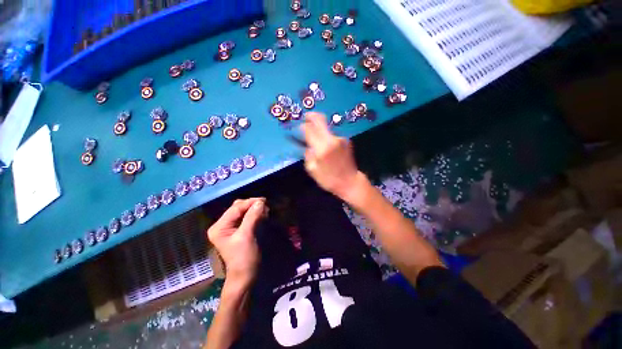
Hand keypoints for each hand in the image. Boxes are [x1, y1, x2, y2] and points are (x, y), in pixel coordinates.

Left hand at [207, 198, 267, 288]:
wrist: (245, 276)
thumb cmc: (243, 258)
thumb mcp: (246, 236)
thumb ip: (252, 217)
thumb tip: (260, 202)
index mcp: (219, 227)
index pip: (235, 208)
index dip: (250, 203)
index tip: (264, 200)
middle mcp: (223, 225)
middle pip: (238, 208)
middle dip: (252, 205)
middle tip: (265, 205)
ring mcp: (230, 227)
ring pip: (243, 211)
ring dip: (254, 209)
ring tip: (265, 210)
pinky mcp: (239, 230)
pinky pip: (247, 217)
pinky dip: (255, 214)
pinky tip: (262, 214)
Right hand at [301, 112, 362, 200]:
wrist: (350, 182)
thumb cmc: (329, 179)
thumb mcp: (312, 170)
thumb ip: (308, 155)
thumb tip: (308, 145)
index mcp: (322, 148)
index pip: (309, 129)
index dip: (303, 126)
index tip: (299, 128)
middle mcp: (332, 139)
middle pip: (320, 119)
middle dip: (311, 116)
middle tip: (306, 117)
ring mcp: (341, 139)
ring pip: (327, 128)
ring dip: (320, 130)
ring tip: (317, 140)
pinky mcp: (346, 141)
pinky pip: (333, 135)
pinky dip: (327, 137)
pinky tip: (327, 147)